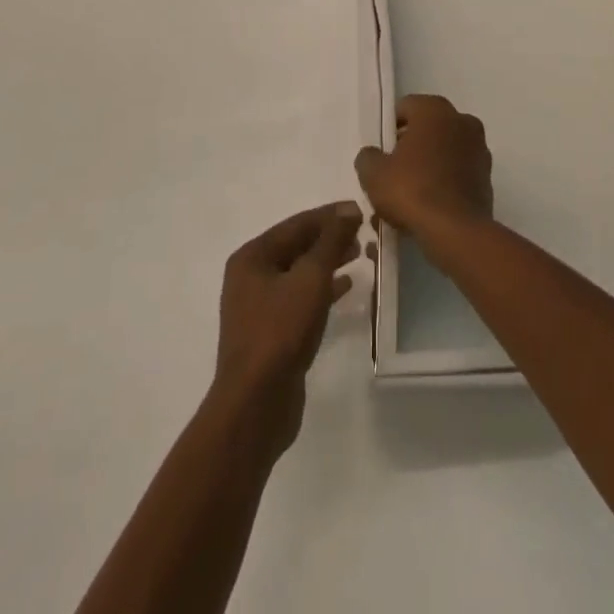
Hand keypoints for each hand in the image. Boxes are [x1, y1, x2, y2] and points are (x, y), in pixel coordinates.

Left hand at [212, 202, 362, 455]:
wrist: (255, 404)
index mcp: (252, 256)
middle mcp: (251, 276)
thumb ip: (330, 241)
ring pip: (299, 272)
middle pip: (296, 246)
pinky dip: (322, 288)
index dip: (329, 215)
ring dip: (328, 262)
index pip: (296, 224)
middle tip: (363, 233)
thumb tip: (348, 209)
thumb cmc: (280, 331)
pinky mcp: (271, 331)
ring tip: (359, 254)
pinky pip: (300, 297)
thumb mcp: (310, 278)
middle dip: (329, 238)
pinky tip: (346, 287)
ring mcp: (259, 305)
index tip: (360, 210)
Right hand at [354, 94, 493, 236]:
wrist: (456, 231)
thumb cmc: (412, 190)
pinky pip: (460, 170)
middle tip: (393, 170)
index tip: (381, 150)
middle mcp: (462, 120)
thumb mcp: (374, 174)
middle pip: (428, 127)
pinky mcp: (488, 176)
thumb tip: (372, 155)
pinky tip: (431, 203)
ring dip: (431, 162)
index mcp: (434, 110)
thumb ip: (368, 157)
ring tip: (412, 191)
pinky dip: (447, 180)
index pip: (406, 107)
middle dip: (412, 144)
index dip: (390, 128)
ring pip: (446, 149)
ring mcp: (479, 148)